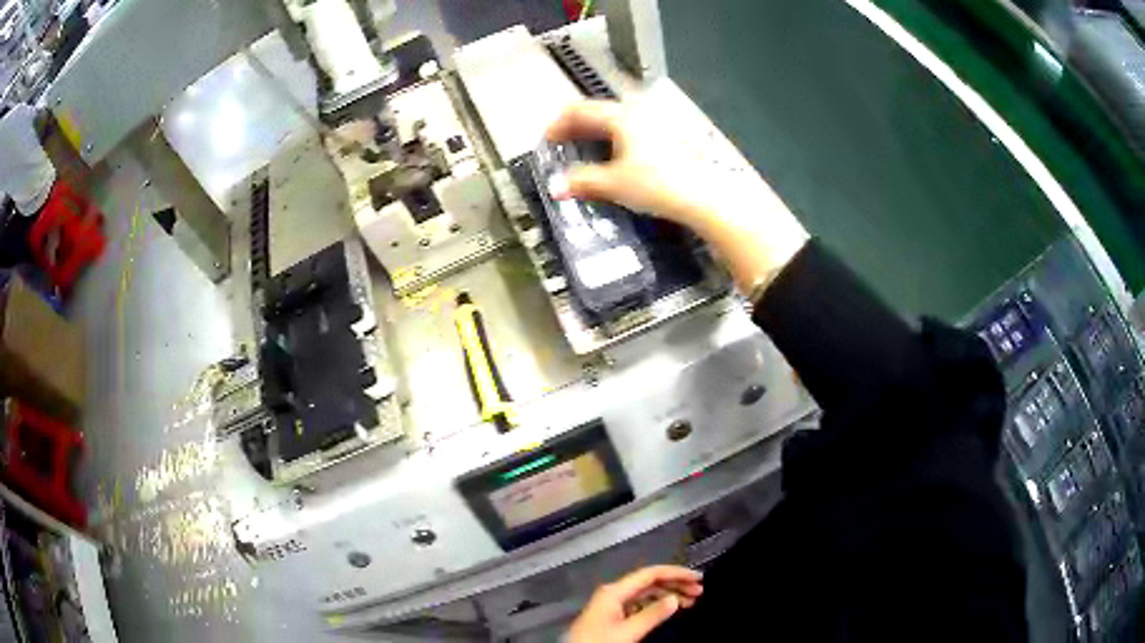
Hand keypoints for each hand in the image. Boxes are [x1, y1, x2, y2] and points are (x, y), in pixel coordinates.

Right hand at [544, 100, 807, 293]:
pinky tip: (614, 159)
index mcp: (620, 116)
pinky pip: (631, 131)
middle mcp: (638, 112)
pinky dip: (614, 140)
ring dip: (595, 134)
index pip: (578, 110)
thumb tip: (556, 187)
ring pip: (615, 122)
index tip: (546, 141)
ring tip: (584, 153)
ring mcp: (655, 123)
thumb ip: (581, 182)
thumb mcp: (613, 183)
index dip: (557, 124)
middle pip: (597, 113)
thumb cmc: (659, 184)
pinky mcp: (668, 137)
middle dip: (575, 129)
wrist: (704, 196)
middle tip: (561, 146)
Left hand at [566, 565, 702, 642]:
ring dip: (668, 594)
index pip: (650, 573)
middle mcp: (613, 593)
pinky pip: (640, 604)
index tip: (698, 578)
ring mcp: (611, 604)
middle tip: (700, 591)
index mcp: (615, 591)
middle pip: (649, 581)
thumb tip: (675, 599)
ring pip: (645, 593)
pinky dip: (657, 605)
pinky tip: (668, 610)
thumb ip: (651, 615)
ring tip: (691, 601)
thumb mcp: (627, 632)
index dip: (676, 573)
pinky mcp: (612, 616)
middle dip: (675, 583)